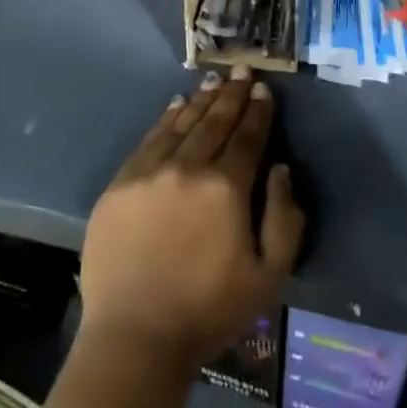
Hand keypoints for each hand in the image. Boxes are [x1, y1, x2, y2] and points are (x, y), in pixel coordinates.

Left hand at [79, 66, 304, 368]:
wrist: (135, 337)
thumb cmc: (209, 311)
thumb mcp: (269, 276)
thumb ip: (284, 218)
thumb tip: (280, 168)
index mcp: (226, 188)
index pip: (247, 137)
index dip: (257, 111)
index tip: (262, 89)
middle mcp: (188, 167)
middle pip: (215, 122)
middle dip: (231, 94)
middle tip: (240, 69)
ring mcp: (150, 171)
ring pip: (182, 123)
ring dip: (201, 100)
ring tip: (213, 82)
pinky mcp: (121, 182)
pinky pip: (150, 139)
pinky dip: (166, 118)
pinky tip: (176, 105)